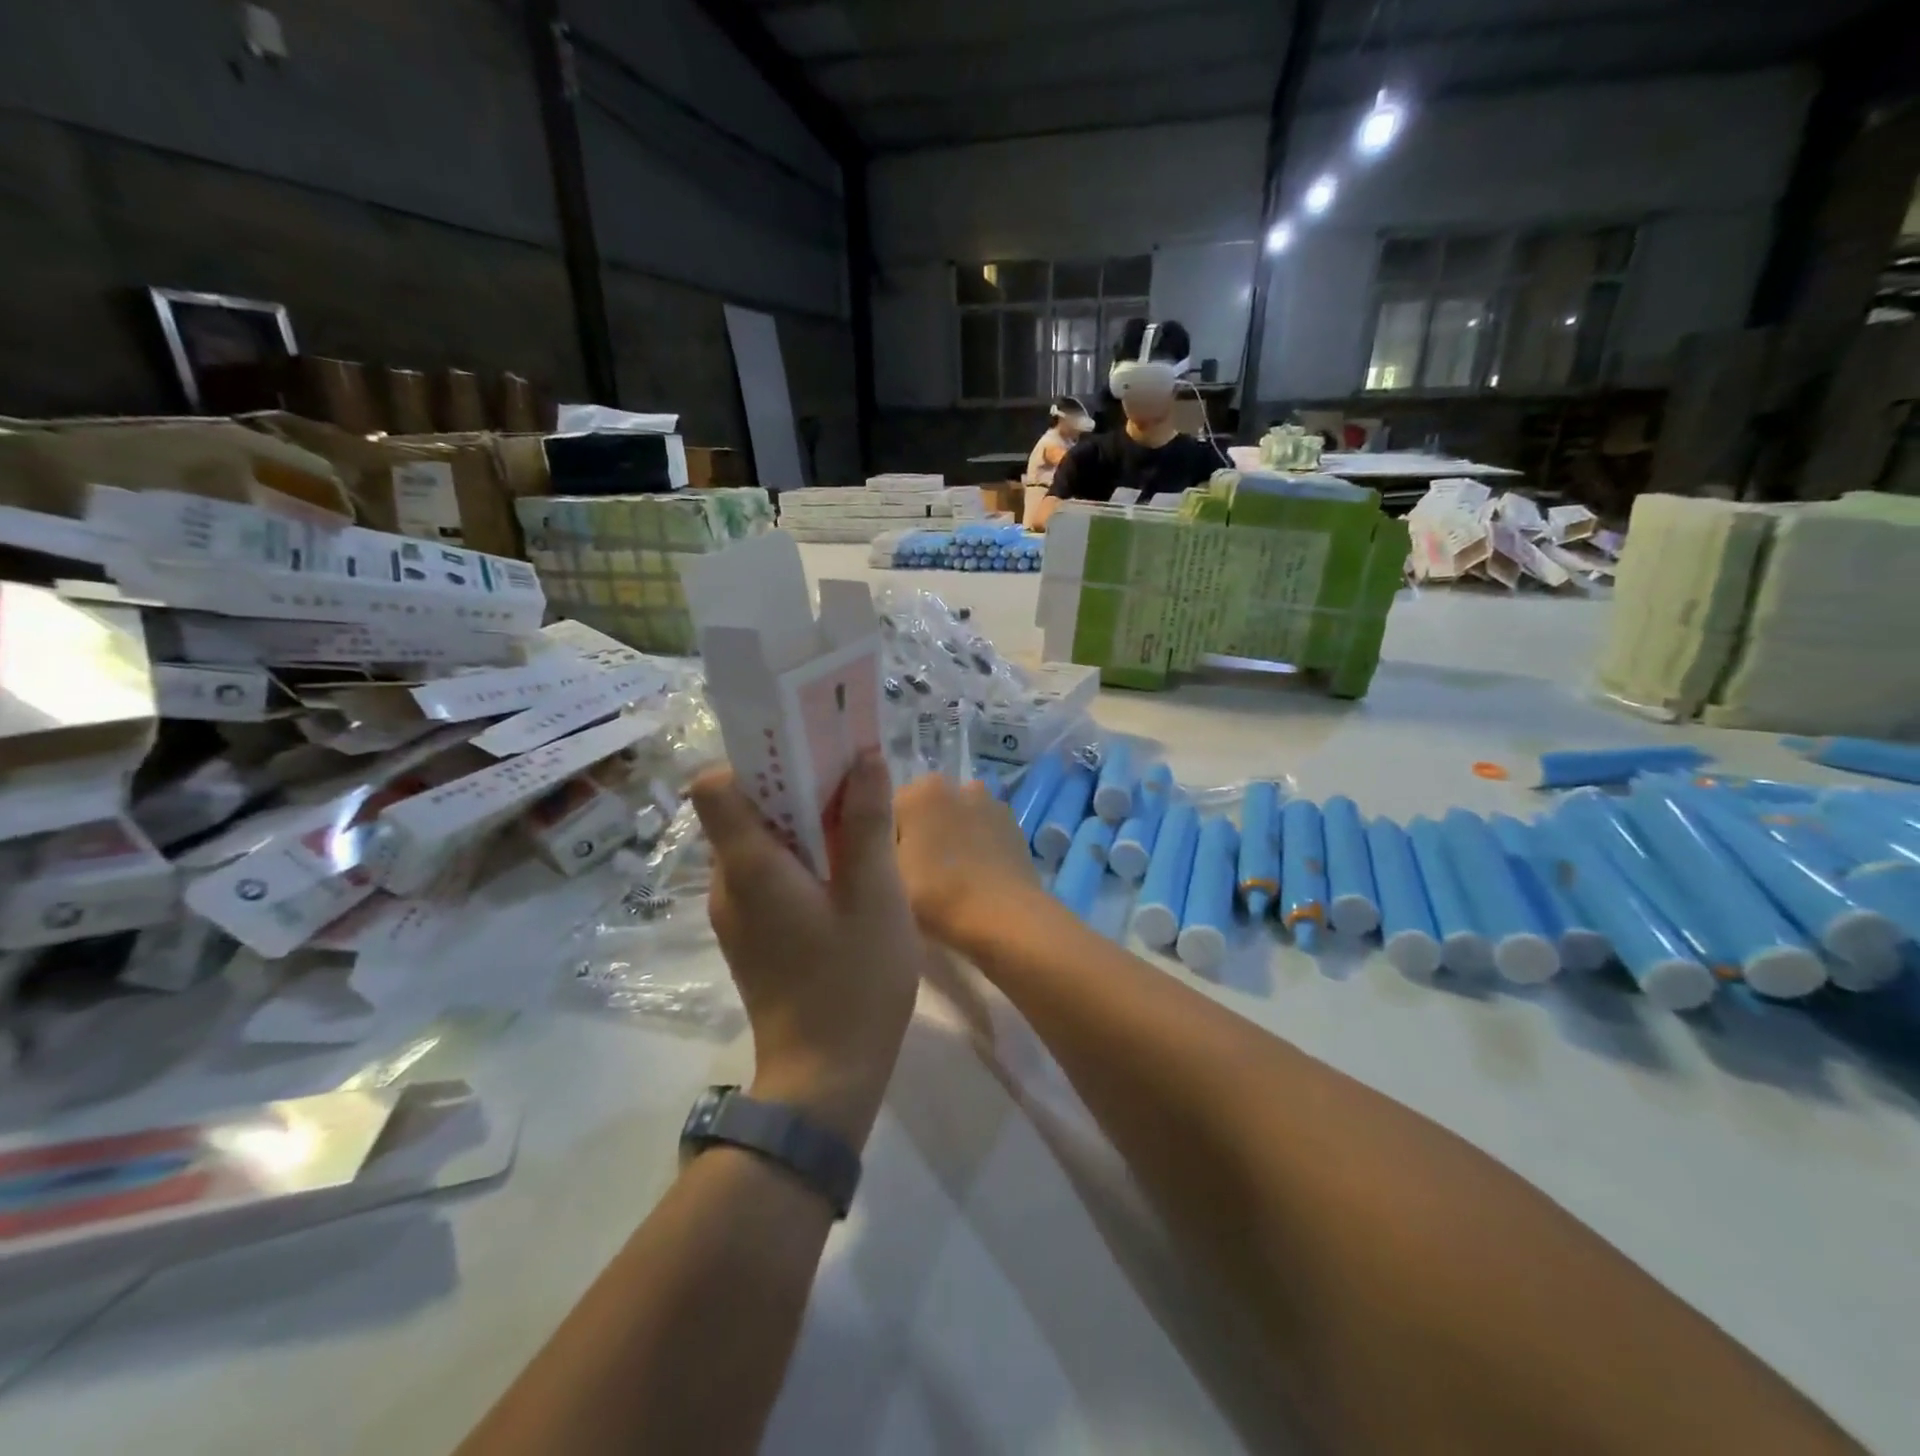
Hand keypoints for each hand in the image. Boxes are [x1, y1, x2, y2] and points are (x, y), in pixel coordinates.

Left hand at [690, 752, 920, 1145]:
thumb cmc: (854, 981)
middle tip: (851, 781)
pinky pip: (767, 873)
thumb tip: (864, 755)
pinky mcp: (751, 934)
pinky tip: (846, 874)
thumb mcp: (875, 894)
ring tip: (857, 825)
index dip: (756, 759)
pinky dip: (800, 858)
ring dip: (802, 822)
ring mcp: (736, 912)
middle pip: (744, 808)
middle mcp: (728, 882)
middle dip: (794, 784)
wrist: (825, 1080)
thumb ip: (867, 821)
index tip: (808, 751)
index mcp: (749, 866)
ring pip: (759, 841)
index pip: (716, 786)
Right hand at [893, 774, 1042, 946]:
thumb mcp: (887, 874)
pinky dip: (975, 844)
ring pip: (955, 817)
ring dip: (949, 836)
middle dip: (920, 832)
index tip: (890, 868)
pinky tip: (975, 875)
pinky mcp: (1013, 825)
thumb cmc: (938, 896)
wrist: (1006, 919)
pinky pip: (982, 830)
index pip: (889, 807)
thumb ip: (877, 844)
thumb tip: (884, 836)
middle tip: (917, 874)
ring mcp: (990, 803)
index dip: (886, 839)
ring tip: (949, 877)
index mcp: (921, 791)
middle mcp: (957, 785)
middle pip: (925, 808)